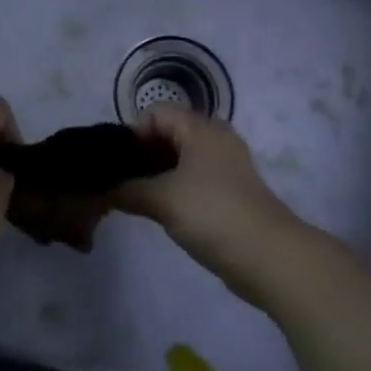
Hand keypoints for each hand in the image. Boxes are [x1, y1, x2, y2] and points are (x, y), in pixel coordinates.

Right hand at [115, 106, 307, 300]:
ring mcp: (225, 166)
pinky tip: (158, 210)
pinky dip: (173, 188)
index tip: (114, 163)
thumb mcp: (162, 199)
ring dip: (156, 174)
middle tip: (117, 182)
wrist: (268, 256)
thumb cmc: (212, 213)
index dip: (131, 134)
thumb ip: (127, 190)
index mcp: (200, 128)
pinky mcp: (230, 192)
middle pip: (168, 133)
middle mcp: (215, 139)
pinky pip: (193, 179)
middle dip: (141, 155)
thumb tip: (101, 190)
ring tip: (132, 198)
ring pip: (180, 158)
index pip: (155, 113)